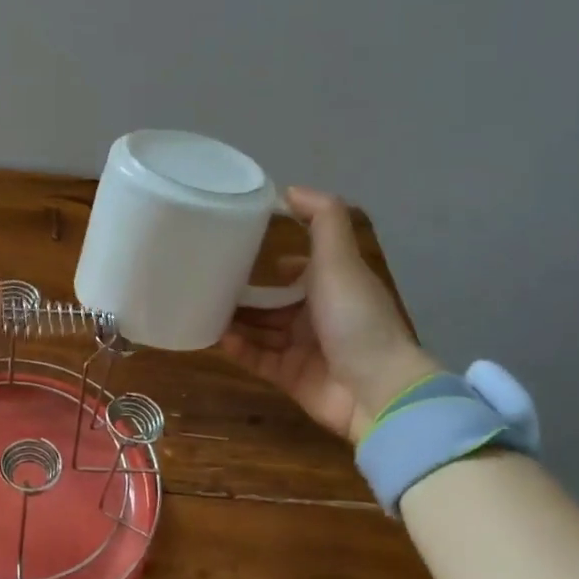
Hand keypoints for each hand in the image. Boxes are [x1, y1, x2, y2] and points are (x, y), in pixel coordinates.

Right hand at [218, 187, 441, 443]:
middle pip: (272, 301)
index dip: (272, 259)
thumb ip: (322, 219)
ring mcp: (302, 349)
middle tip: (207, 282)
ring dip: (234, 320)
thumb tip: (291, 189)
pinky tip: (217, 337)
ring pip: (260, 329)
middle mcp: (316, 315)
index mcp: (331, 286)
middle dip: (243, 293)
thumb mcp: (340, 258)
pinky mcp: (290, 377)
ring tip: (202, 307)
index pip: (297, 269)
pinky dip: (238, 348)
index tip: (236, 249)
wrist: (376, 388)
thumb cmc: (355, 317)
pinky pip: (257, 359)